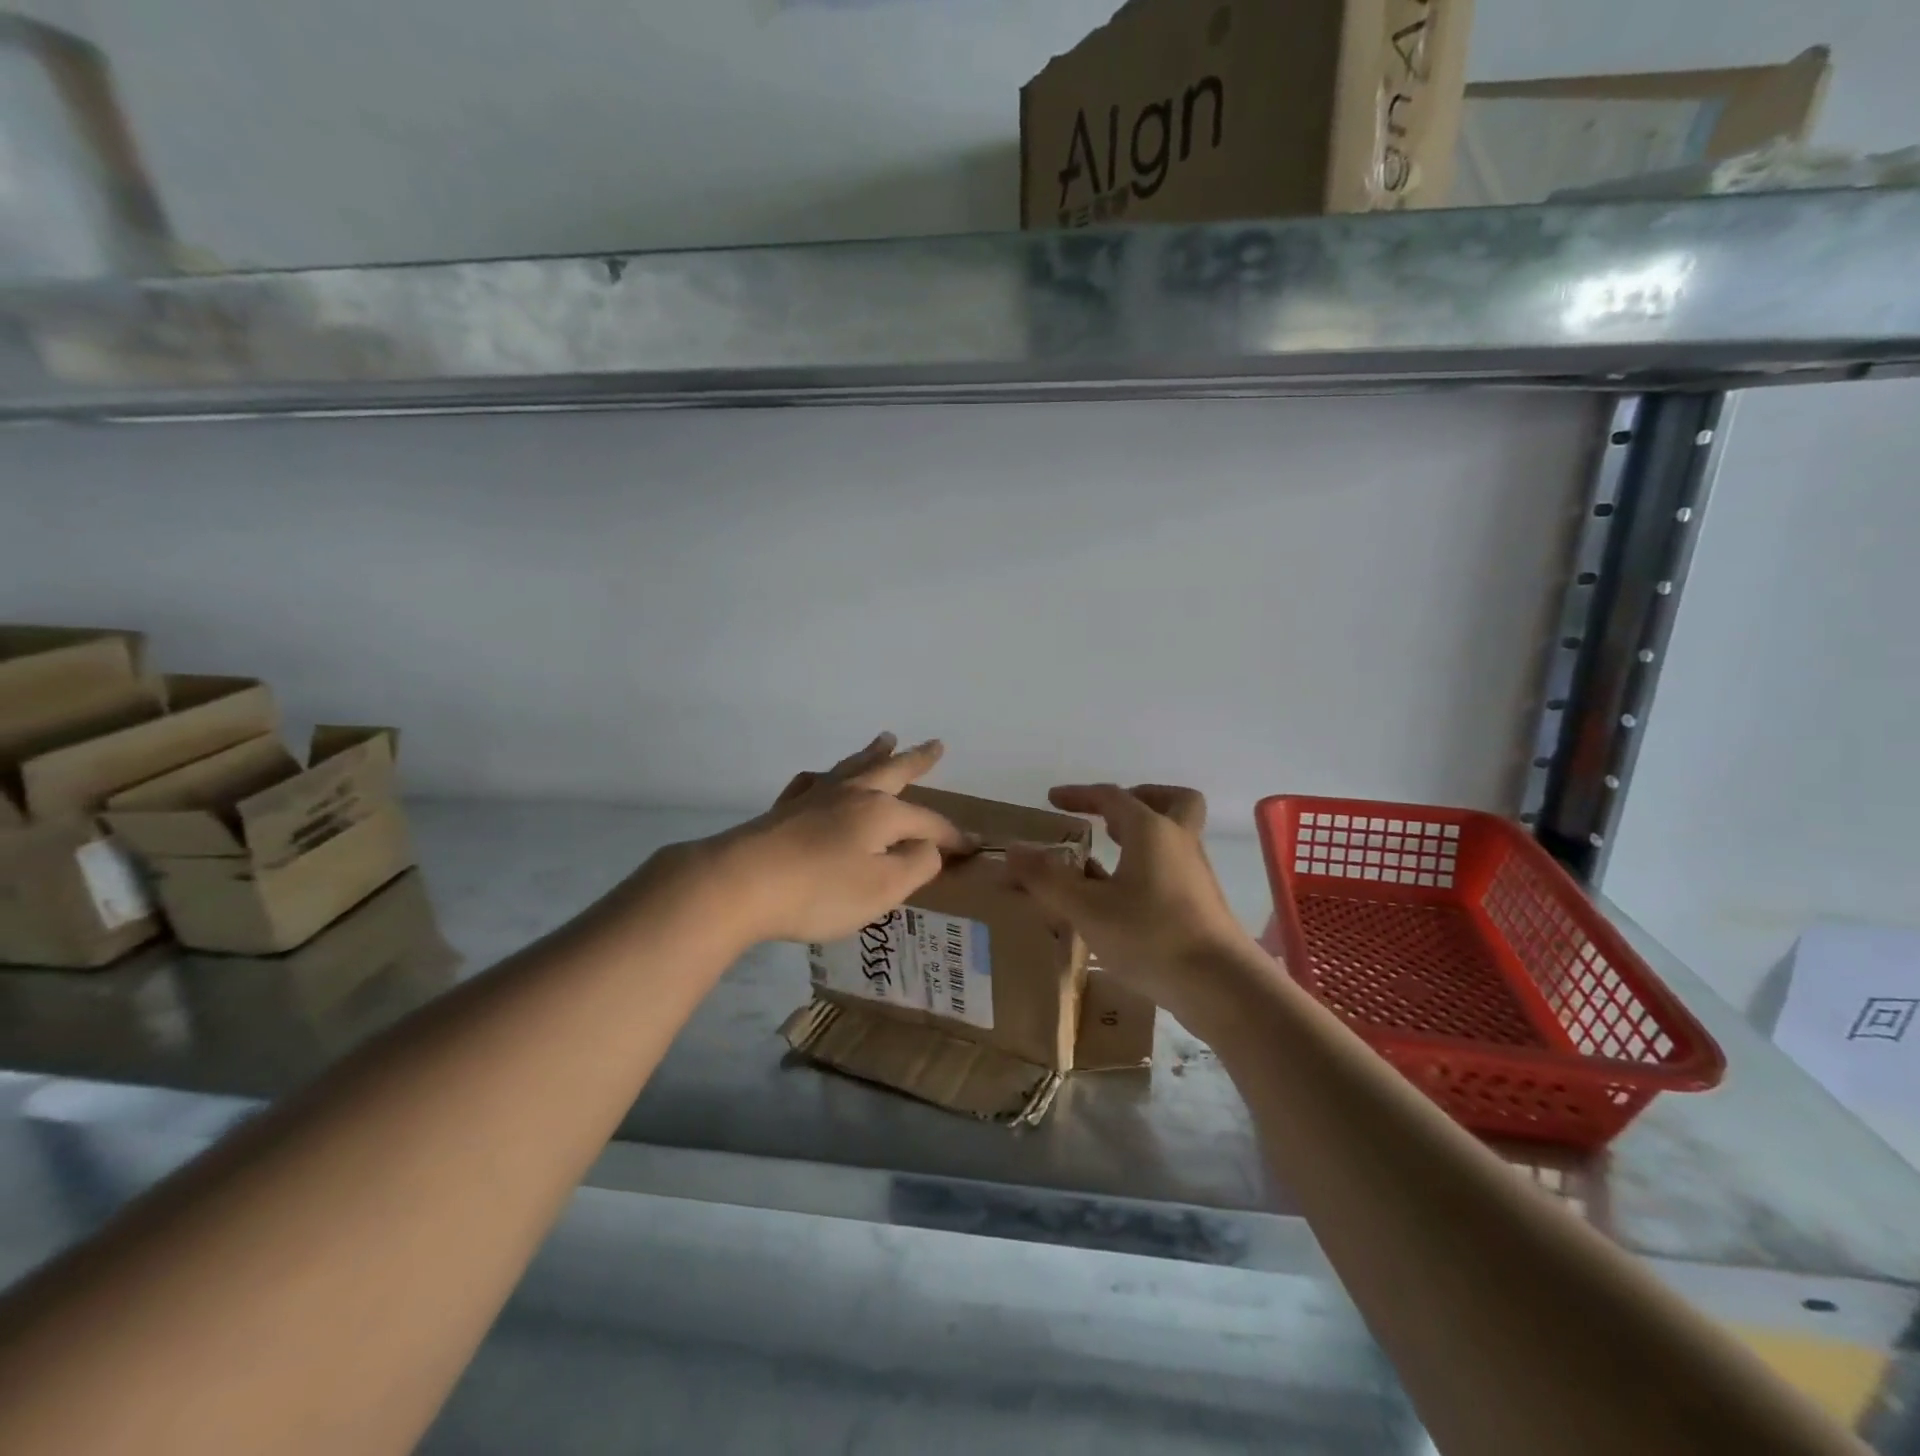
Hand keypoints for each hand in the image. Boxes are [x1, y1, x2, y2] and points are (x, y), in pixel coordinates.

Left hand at [684, 733, 971, 944]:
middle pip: (891, 771)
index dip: (953, 837)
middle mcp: (851, 796)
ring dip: (873, 753)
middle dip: (916, 760)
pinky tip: (820, 778)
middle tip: (935, 744)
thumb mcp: (882, 888)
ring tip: (886, 738)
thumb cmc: (819, 891)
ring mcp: (814, 798)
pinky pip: (811, 783)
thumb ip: (915, 866)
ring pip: (852, 768)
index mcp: (881, 813)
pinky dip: (823, 777)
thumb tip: (930, 847)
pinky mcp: (784, 811)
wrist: (739, 883)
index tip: (974, 847)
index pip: (929, 823)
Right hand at [1006, 784, 1273, 1036]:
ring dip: (1144, 835)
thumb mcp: (1087, 909)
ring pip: (1175, 834)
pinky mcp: (1203, 903)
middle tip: (1108, 816)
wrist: (1222, 986)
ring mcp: (1196, 872)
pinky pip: (1175, 865)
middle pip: (1170, 800)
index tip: (1053, 799)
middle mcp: (1179, 841)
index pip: (1112, 796)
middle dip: (1138, 797)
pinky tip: (1125, 897)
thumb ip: (1047, 879)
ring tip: (1108, 857)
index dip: (1080, 794)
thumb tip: (1012, 850)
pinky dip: (1151, 866)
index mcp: (1151, 830)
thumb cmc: (1150, 936)